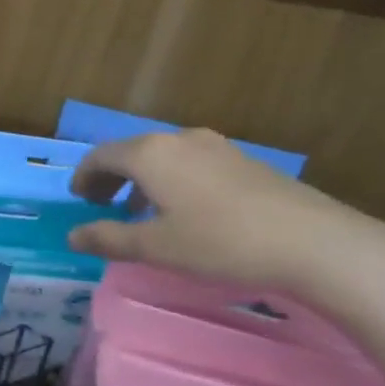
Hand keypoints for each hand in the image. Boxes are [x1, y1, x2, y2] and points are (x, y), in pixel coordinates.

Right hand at [65, 129, 384, 294]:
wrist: (312, 242)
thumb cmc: (220, 242)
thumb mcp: (156, 247)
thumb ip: (109, 239)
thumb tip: (72, 236)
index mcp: (150, 154)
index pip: (101, 156)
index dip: (84, 176)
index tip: (78, 200)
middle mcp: (179, 139)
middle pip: (131, 151)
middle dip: (111, 176)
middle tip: (101, 204)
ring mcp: (215, 146)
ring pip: (163, 156)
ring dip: (141, 179)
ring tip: (140, 210)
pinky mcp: (242, 160)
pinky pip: (190, 162)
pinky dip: (171, 179)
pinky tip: (184, 210)